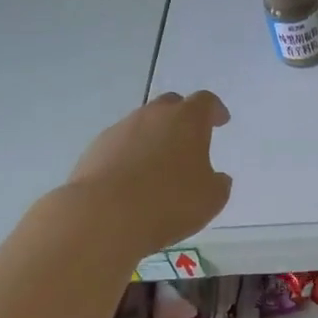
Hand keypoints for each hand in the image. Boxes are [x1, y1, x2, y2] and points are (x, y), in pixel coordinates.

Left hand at [66, 91, 232, 257]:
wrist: (104, 215)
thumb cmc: (169, 202)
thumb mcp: (211, 198)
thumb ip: (218, 183)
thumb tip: (217, 178)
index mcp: (187, 120)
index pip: (205, 102)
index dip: (215, 110)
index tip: (221, 120)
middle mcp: (153, 116)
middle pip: (171, 104)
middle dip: (183, 117)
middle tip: (190, 138)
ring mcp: (120, 130)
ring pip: (143, 124)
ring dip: (155, 137)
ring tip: (160, 164)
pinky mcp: (96, 149)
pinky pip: (121, 144)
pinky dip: (132, 155)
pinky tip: (134, 179)